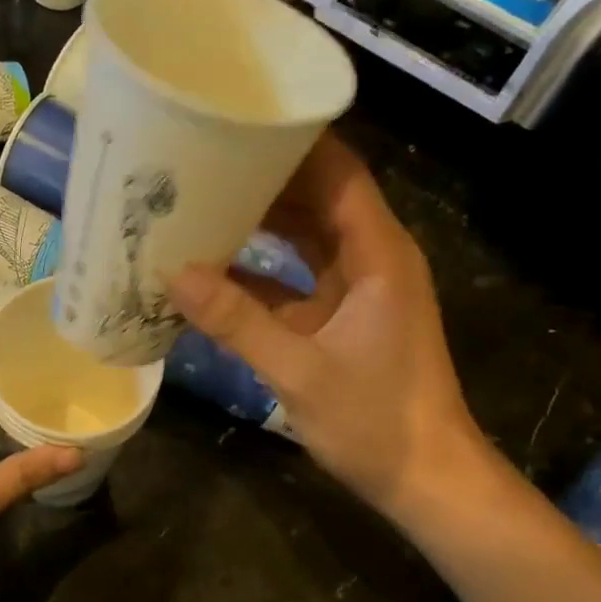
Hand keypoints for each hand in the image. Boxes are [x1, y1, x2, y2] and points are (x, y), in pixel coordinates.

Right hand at [169, 132, 482, 521]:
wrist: (426, 481)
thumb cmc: (377, 421)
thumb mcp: (299, 371)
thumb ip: (237, 322)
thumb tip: (174, 274)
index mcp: (377, 254)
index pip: (337, 172)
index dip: (291, 142)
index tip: (237, 120)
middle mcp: (370, 258)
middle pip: (317, 196)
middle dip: (262, 176)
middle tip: (199, 159)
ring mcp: (356, 288)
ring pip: (304, 235)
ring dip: (258, 220)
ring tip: (197, 199)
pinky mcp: (341, 316)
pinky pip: (295, 276)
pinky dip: (258, 269)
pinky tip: (211, 266)